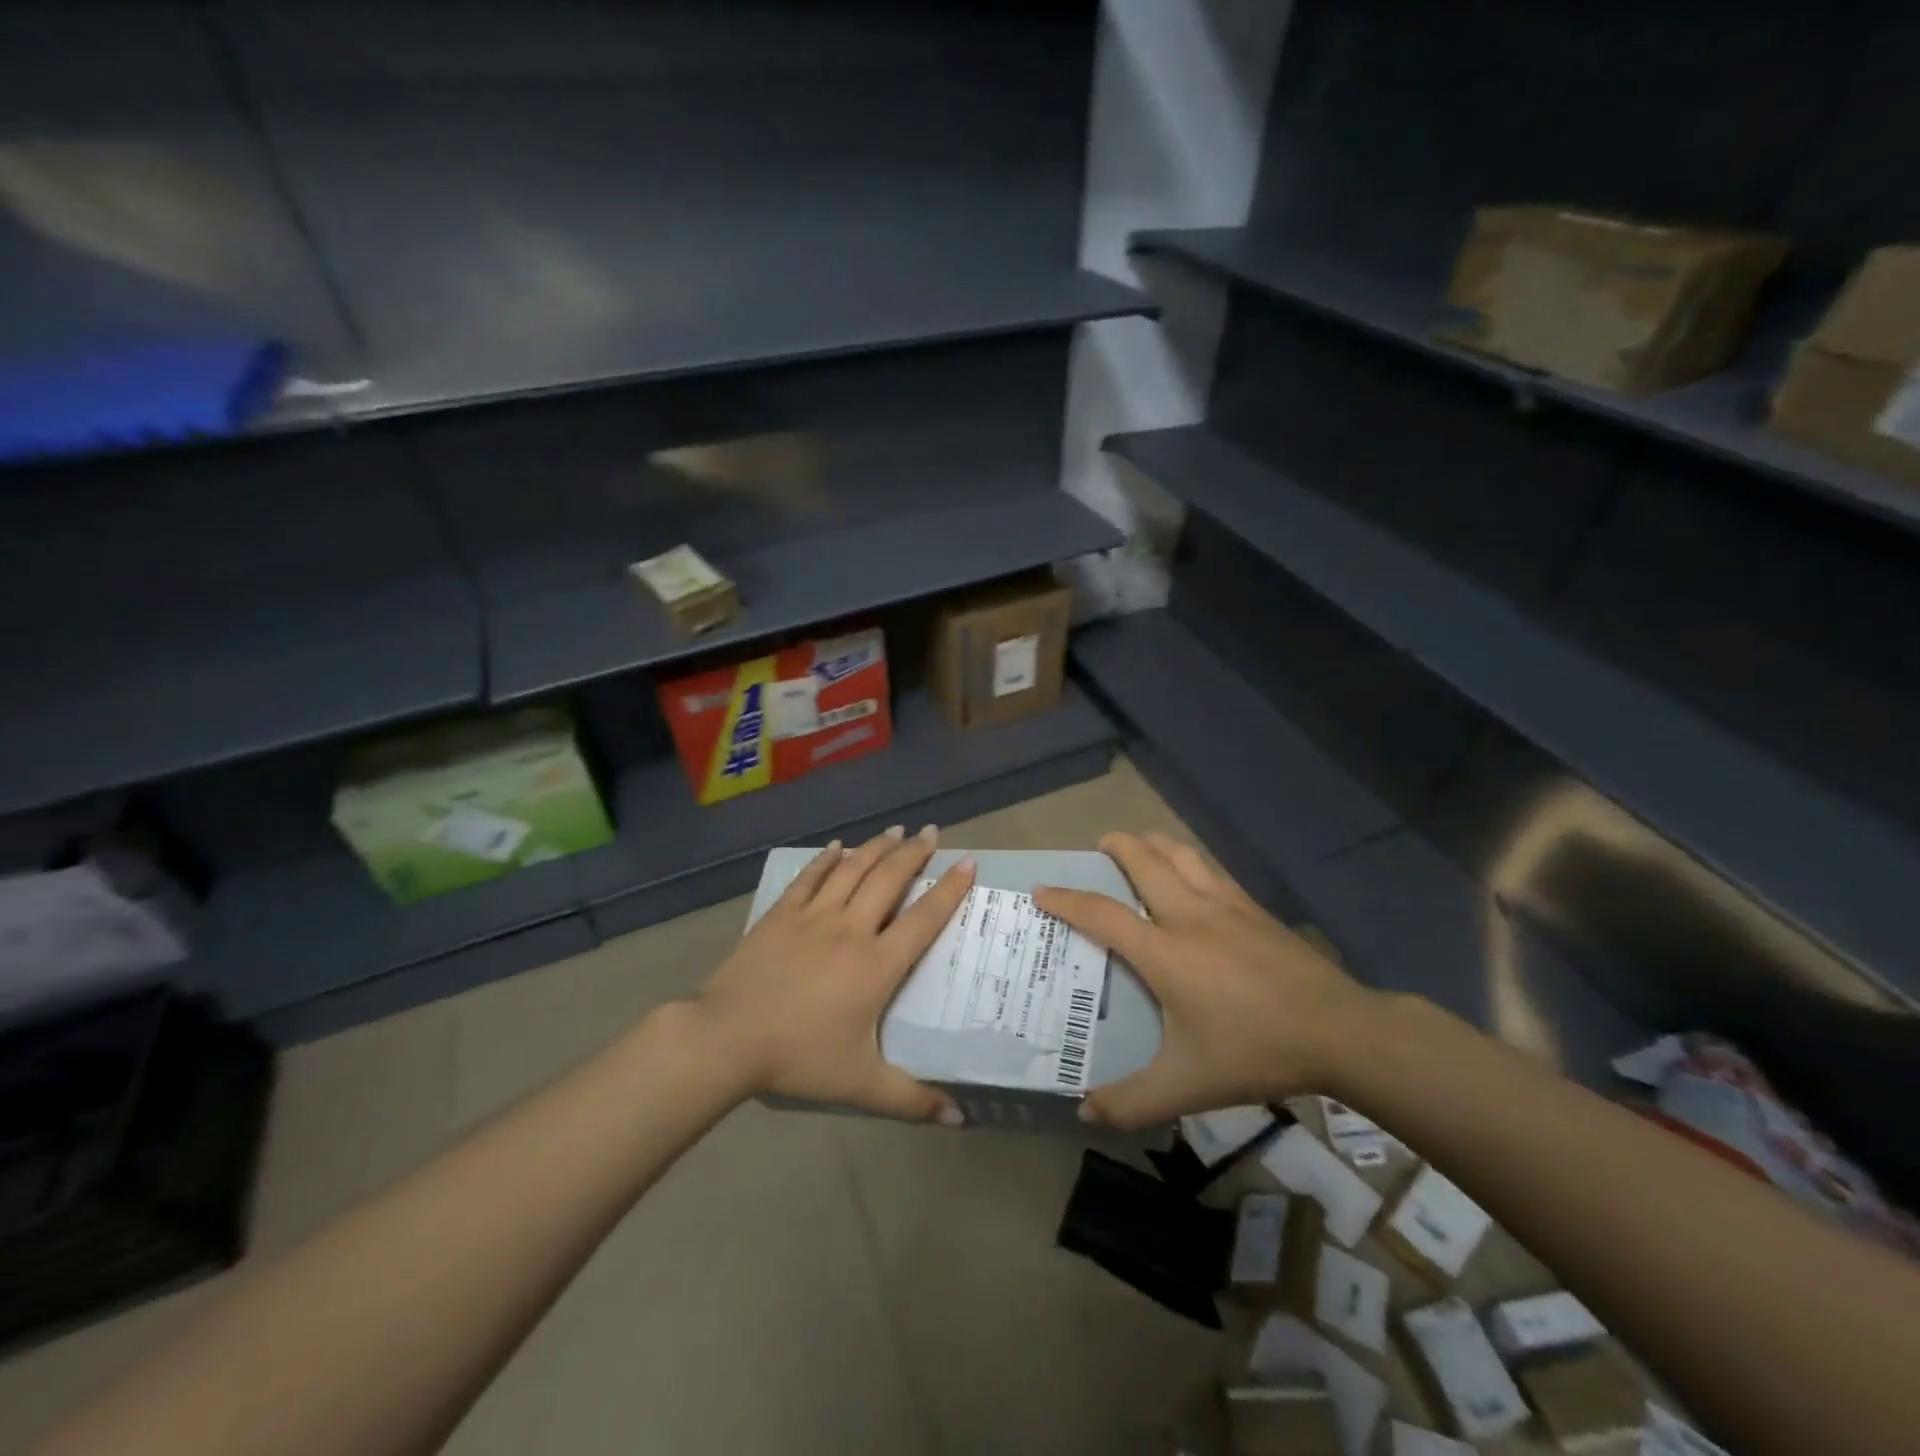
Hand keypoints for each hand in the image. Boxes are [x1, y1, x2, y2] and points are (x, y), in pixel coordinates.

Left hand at [694, 825, 974, 1123]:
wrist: (727, 1038)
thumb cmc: (799, 1057)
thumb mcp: (860, 1085)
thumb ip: (911, 1100)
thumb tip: (959, 1118)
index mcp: (876, 964)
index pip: (923, 918)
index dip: (949, 889)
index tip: (968, 863)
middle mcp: (851, 929)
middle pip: (889, 880)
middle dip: (914, 853)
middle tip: (932, 832)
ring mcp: (813, 916)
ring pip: (852, 870)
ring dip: (876, 848)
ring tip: (896, 830)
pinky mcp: (781, 914)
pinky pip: (810, 877)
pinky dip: (827, 859)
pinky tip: (837, 846)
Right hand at [1034, 832, 1376, 1128]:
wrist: (1340, 1031)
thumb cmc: (1255, 1051)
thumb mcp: (1188, 1086)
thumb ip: (1132, 1101)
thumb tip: (1086, 1113)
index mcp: (1164, 952)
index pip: (1102, 914)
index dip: (1067, 900)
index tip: (1042, 890)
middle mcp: (1190, 915)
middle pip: (1145, 861)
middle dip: (1117, 845)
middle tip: (1100, 844)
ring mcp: (1227, 906)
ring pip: (1182, 855)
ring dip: (1154, 843)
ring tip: (1140, 845)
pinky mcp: (1256, 909)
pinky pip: (1212, 869)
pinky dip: (1189, 859)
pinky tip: (1194, 874)